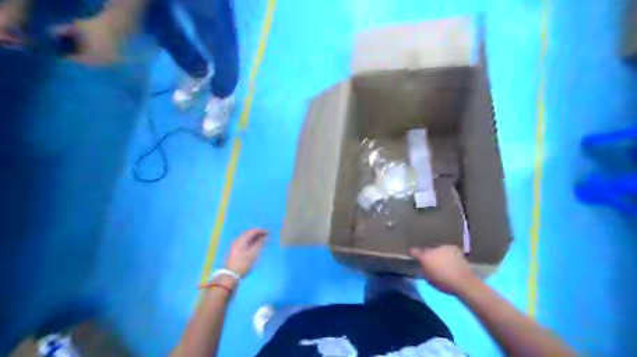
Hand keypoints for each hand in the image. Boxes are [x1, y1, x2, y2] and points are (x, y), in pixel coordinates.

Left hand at [225, 230, 265, 277]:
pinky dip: (251, 242)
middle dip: (258, 233)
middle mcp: (237, 240)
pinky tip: (255, 246)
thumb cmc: (242, 264)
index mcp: (241, 240)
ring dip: (255, 238)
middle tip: (267, 236)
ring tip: (263, 241)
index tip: (269, 232)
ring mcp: (235, 245)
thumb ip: (260, 244)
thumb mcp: (253, 254)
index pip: (252, 231)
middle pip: (249, 233)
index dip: (261, 231)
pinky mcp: (235, 250)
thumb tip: (266, 237)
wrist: (229, 275)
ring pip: (246, 238)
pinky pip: (245, 242)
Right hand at [414, 246, 477, 295]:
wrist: (463, 281)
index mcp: (424, 257)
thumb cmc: (444, 283)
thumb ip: (424, 270)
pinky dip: (447, 253)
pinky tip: (451, 259)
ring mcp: (444, 247)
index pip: (413, 251)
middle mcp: (432, 249)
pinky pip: (447, 249)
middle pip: (426, 250)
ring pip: (437, 249)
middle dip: (427, 255)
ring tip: (443, 261)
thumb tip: (423, 266)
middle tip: (431, 262)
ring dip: (438, 253)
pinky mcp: (454, 247)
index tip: (413, 256)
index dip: (412, 253)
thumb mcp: (429, 280)